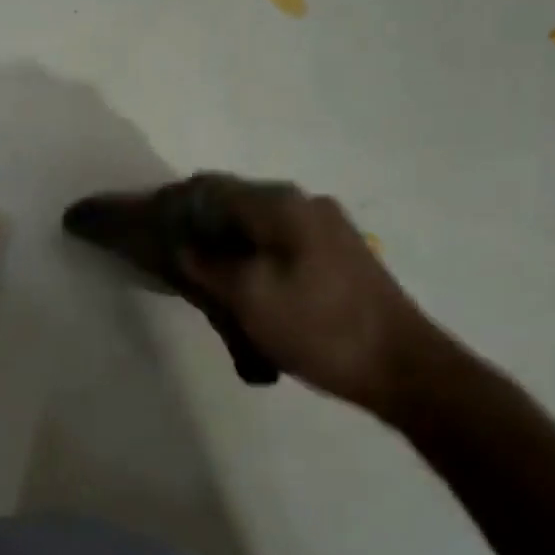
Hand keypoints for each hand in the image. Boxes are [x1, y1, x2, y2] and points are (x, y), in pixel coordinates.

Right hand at [178, 178, 454, 418]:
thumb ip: (207, 264)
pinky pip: (279, 243)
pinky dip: (253, 259)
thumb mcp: (249, 297)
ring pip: (256, 227)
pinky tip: (248, 292)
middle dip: (200, 230)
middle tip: (178, 268)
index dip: (174, 205)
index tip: (150, 232)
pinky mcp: (337, 252)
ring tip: (212, 288)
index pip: (209, 187)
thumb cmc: (319, 328)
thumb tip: (181, 243)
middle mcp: (303, 203)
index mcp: (280, 204)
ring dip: (228, 249)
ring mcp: (325, 226)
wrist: (404, 367)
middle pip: (233, 204)